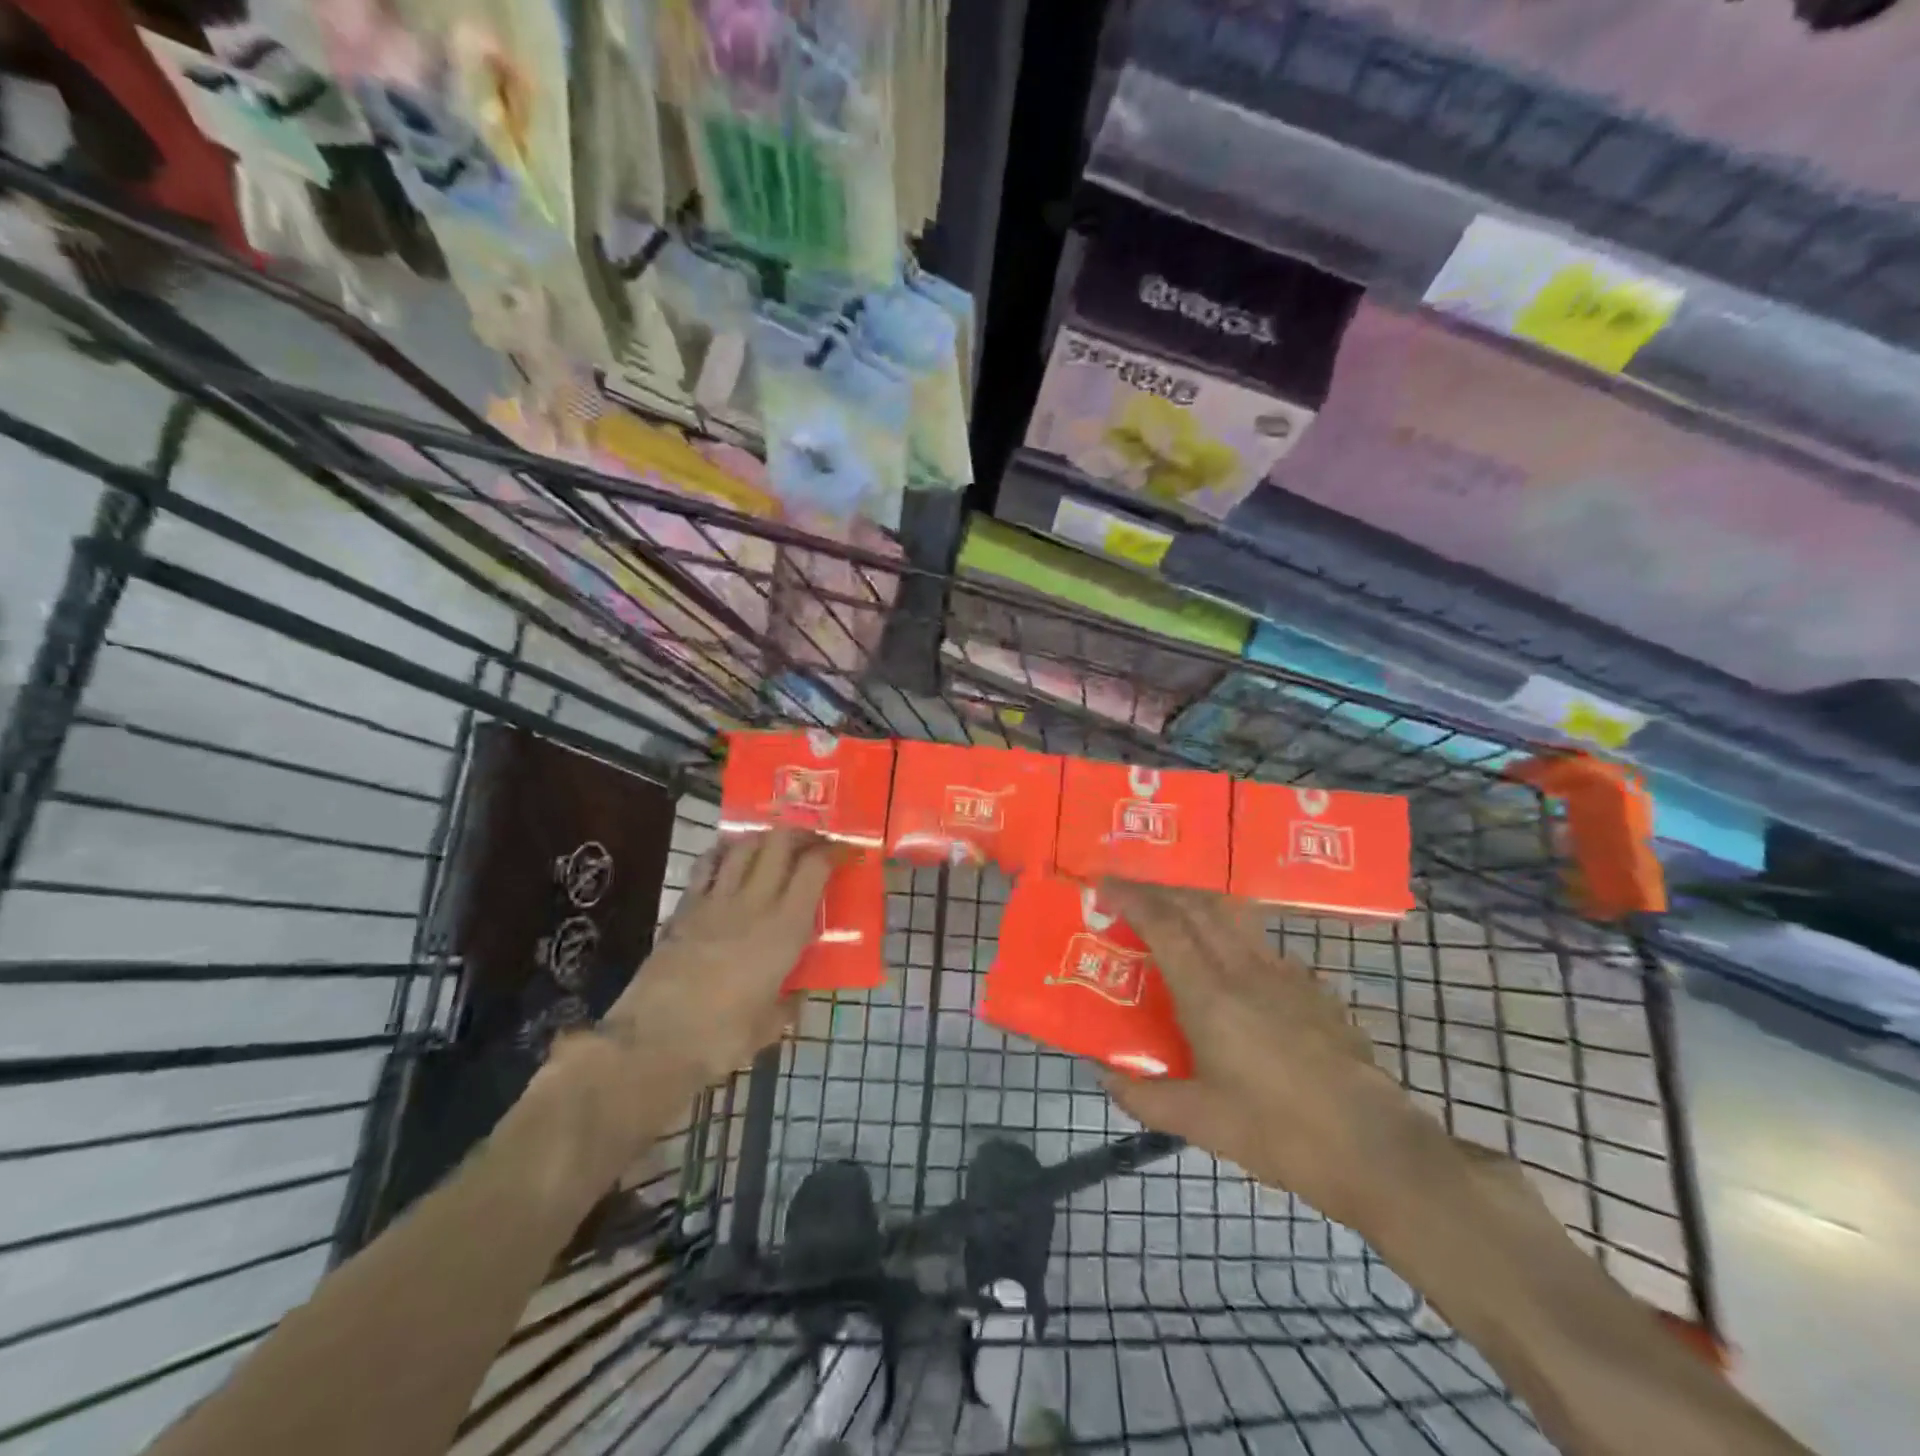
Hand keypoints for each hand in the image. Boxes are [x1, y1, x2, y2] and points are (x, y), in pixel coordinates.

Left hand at [526, 830, 839, 1197]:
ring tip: (775, 844)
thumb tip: (794, 996)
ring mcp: (715, 901)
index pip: (814, 870)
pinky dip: (723, 853)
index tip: (845, 852)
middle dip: (801, 833)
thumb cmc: (721, 1039)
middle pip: (780, 843)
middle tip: (813, 840)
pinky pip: (707, 865)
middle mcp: (754, 904)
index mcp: (785, 930)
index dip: (833, 853)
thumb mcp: (769, 1026)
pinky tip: (729, 856)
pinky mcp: (683, 908)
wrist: (652, 1042)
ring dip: (764, 838)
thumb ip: (787, 1004)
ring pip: (744, 846)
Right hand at [1100, 882, 1428, 1232]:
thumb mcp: (1200, 1123)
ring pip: (1233, 918)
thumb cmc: (1279, 1133)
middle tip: (1131, 895)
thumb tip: (1103, 1074)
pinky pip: (1262, 945)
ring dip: (1197, 905)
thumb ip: (1144, 1097)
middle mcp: (1245, 970)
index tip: (1104, 885)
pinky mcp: (1314, 989)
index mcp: (1210, 995)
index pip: (1164, 924)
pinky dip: (1232, 937)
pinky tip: (1232, 969)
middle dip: (1159, 890)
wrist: (1375, 1148)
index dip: (1131, 897)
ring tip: (1175, 917)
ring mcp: (1286, 975)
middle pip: (1198, 906)